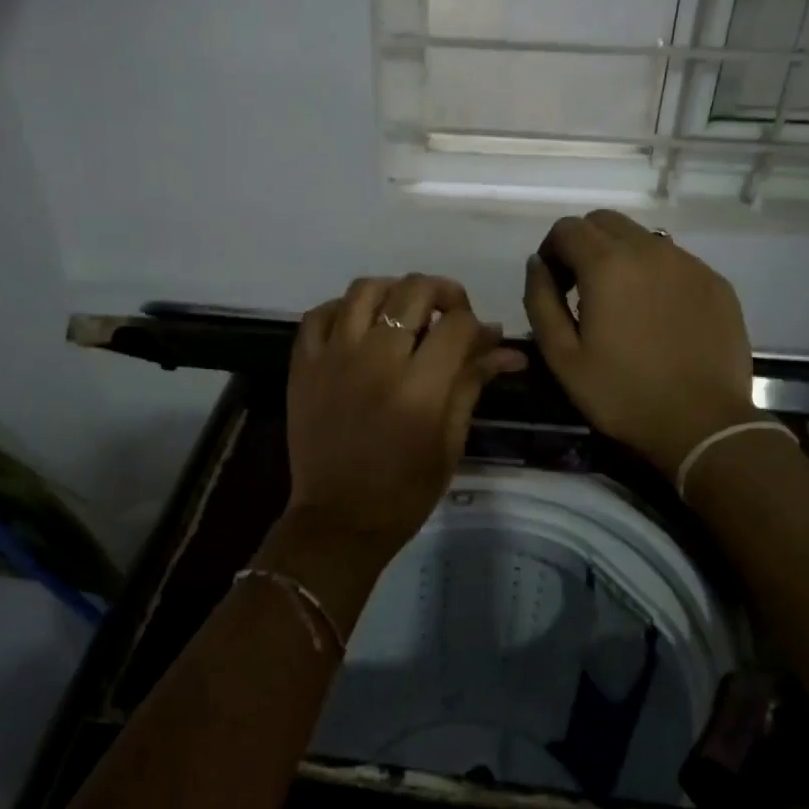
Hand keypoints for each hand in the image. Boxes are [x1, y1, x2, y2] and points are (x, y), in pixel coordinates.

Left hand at [282, 274, 526, 565]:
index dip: (476, 324)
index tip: (480, 340)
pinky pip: (320, 313)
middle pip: (413, 290)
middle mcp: (375, 360)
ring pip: (365, 289)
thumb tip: (506, 348)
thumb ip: (472, 384)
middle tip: (449, 315)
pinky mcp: (303, 365)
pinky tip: (359, 325)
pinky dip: (344, 308)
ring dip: (393, 291)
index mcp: (419, 387)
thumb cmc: (405, 490)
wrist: (339, 519)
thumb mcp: (450, 441)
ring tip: (404, 312)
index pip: (457, 324)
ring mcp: (333, 357)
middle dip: (443, 293)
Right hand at [524, 211, 756, 476]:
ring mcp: (688, 263)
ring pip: (642, 237)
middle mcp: (650, 249)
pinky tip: (656, 315)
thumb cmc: (622, 393)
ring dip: (620, 256)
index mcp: (607, 265)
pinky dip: (654, 273)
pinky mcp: (715, 282)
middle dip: (583, 245)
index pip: (567, 228)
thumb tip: (537, 264)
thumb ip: (540, 301)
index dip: (551, 251)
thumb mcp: (562, 356)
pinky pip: (674, 260)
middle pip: (605, 222)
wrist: (702, 423)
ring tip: (620, 303)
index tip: (553, 285)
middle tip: (580, 288)